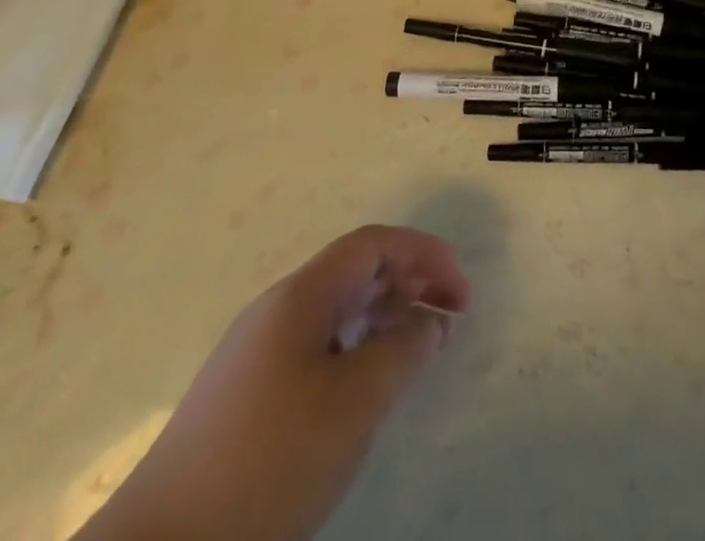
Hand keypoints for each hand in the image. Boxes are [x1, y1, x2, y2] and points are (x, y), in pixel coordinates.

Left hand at [78, 225, 469, 540]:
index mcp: (301, 294)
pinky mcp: (243, 394)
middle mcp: (276, 308)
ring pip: (334, 309)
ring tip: (417, 344)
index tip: (461, 288)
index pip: (373, 243)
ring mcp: (254, 351)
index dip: (424, 253)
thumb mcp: (355, 403)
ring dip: (383, 314)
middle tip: (450, 314)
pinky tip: (365, 382)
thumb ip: (404, 350)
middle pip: (354, 270)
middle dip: (408, 280)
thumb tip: (432, 320)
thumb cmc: (271, 460)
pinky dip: (355, 345)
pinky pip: (314, 344)